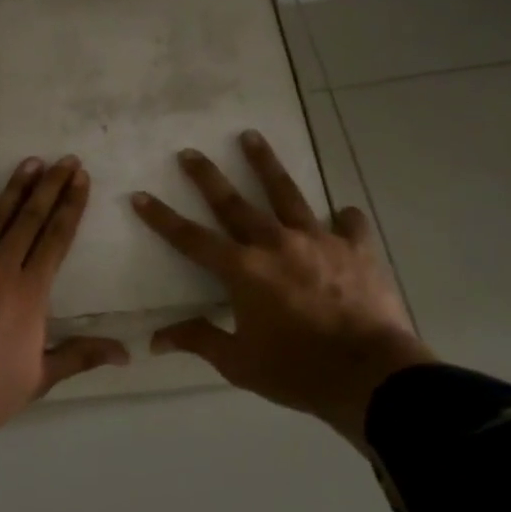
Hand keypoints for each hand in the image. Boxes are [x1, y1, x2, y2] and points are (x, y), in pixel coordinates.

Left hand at [0, 156, 128, 444]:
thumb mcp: (40, 377)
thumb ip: (81, 356)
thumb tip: (126, 353)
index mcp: (30, 292)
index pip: (57, 238)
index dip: (71, 206)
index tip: (81, 179)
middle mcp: (1, 268)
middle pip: (30, 218)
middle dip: (50, 186)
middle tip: (66, 160)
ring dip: (15, 187)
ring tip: (31, 161)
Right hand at [130, 131, 433, 447]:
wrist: (370, 374)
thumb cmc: (297, 371)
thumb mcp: (239, 363)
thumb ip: (199, 341)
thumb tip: (154, 340)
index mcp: (243, 271)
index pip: (191, 239)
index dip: (162, 218)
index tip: (140, 195)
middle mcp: (275, 243)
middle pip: (234, 203)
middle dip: (207, 176)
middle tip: (190, 152)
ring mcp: (318, 240)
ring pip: (286, 193)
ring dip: (265, 164)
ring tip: (251, 136)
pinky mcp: (355, 248)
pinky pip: (348, 223)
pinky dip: (343, 218)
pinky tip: (342, 213)